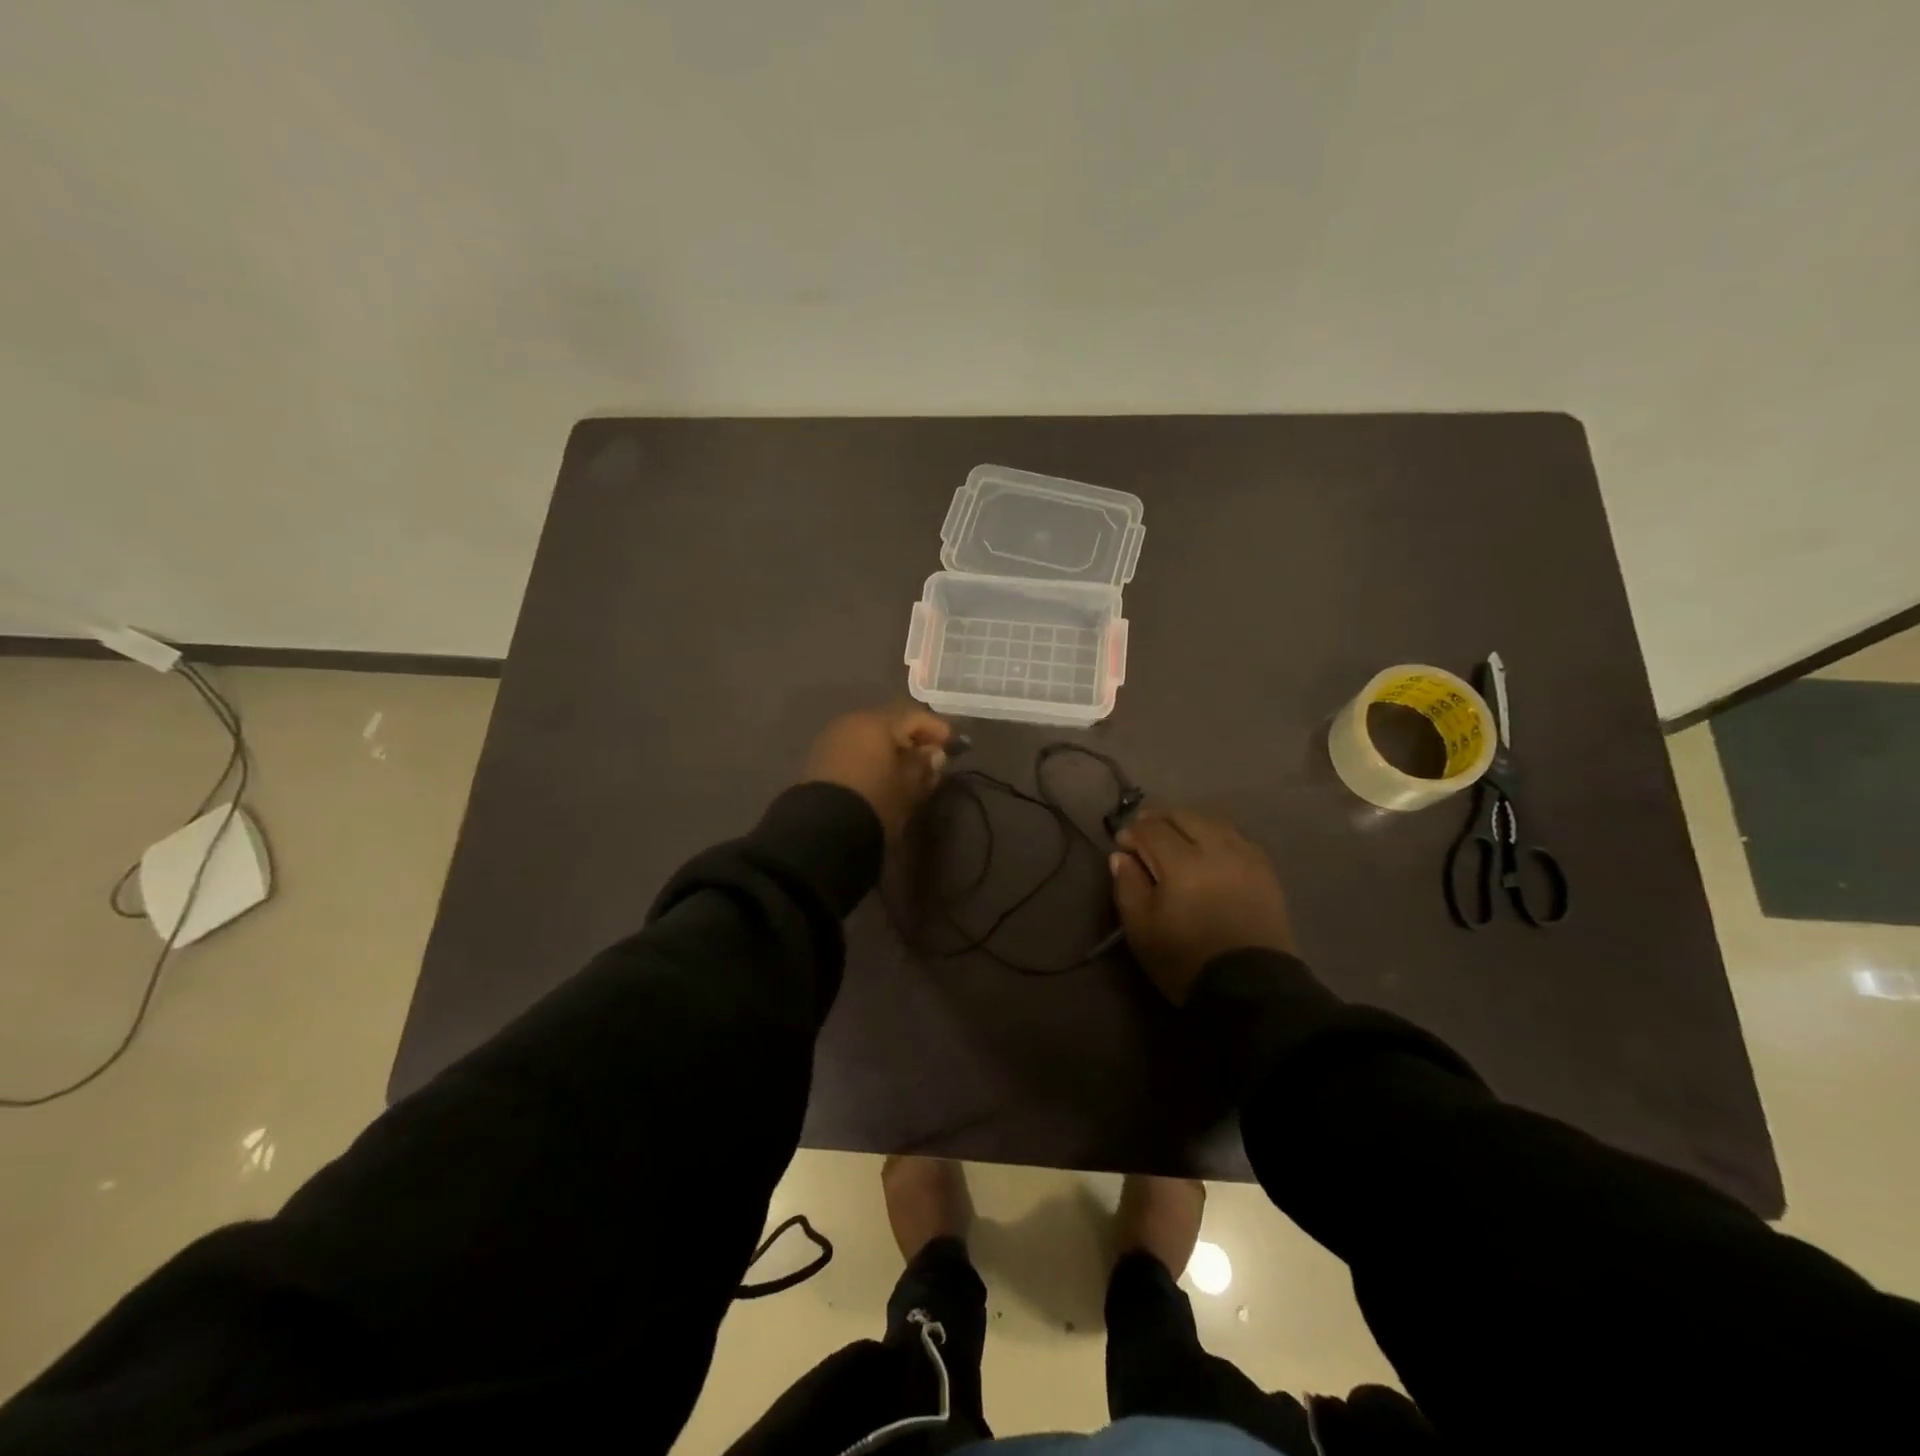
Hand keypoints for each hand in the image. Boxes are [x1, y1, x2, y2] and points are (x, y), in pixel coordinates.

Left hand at [804, 704, 954, 838]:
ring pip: (871, 736)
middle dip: (913, 739)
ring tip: (908, 770)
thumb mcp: (909, 785)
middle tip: (931, 758)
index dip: (937, 729)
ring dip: (891, 749)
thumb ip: (924, 764)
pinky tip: (882, 774)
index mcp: (876, 722)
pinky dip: (872, 757)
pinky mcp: (820, 758)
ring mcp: (832, 738)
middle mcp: (852, 722)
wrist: (823, 829)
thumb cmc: (876, 800)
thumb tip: (934, 753)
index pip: (914, 716)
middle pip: (890, 723)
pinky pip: (855, 749)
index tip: (953, 744)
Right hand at [1109, 807, 1296, 1004]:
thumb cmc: (1186, 960)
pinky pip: (1236, 837)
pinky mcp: (1265, 870)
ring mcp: (1245, 856)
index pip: (1151, 829)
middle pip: (1184, 816)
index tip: (1123, 845)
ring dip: (1189, 823)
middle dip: (1160, 819)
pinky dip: (1216, 835)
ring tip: (1177, 837)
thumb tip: (1121, 856)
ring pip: (1213, 821)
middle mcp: (1216, 849)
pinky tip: (1209, 849)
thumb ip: (1128, 886)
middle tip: (1145, 834)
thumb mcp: (1141, 929)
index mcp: (1182, 863)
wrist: (1251, 989)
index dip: (1132, 832)